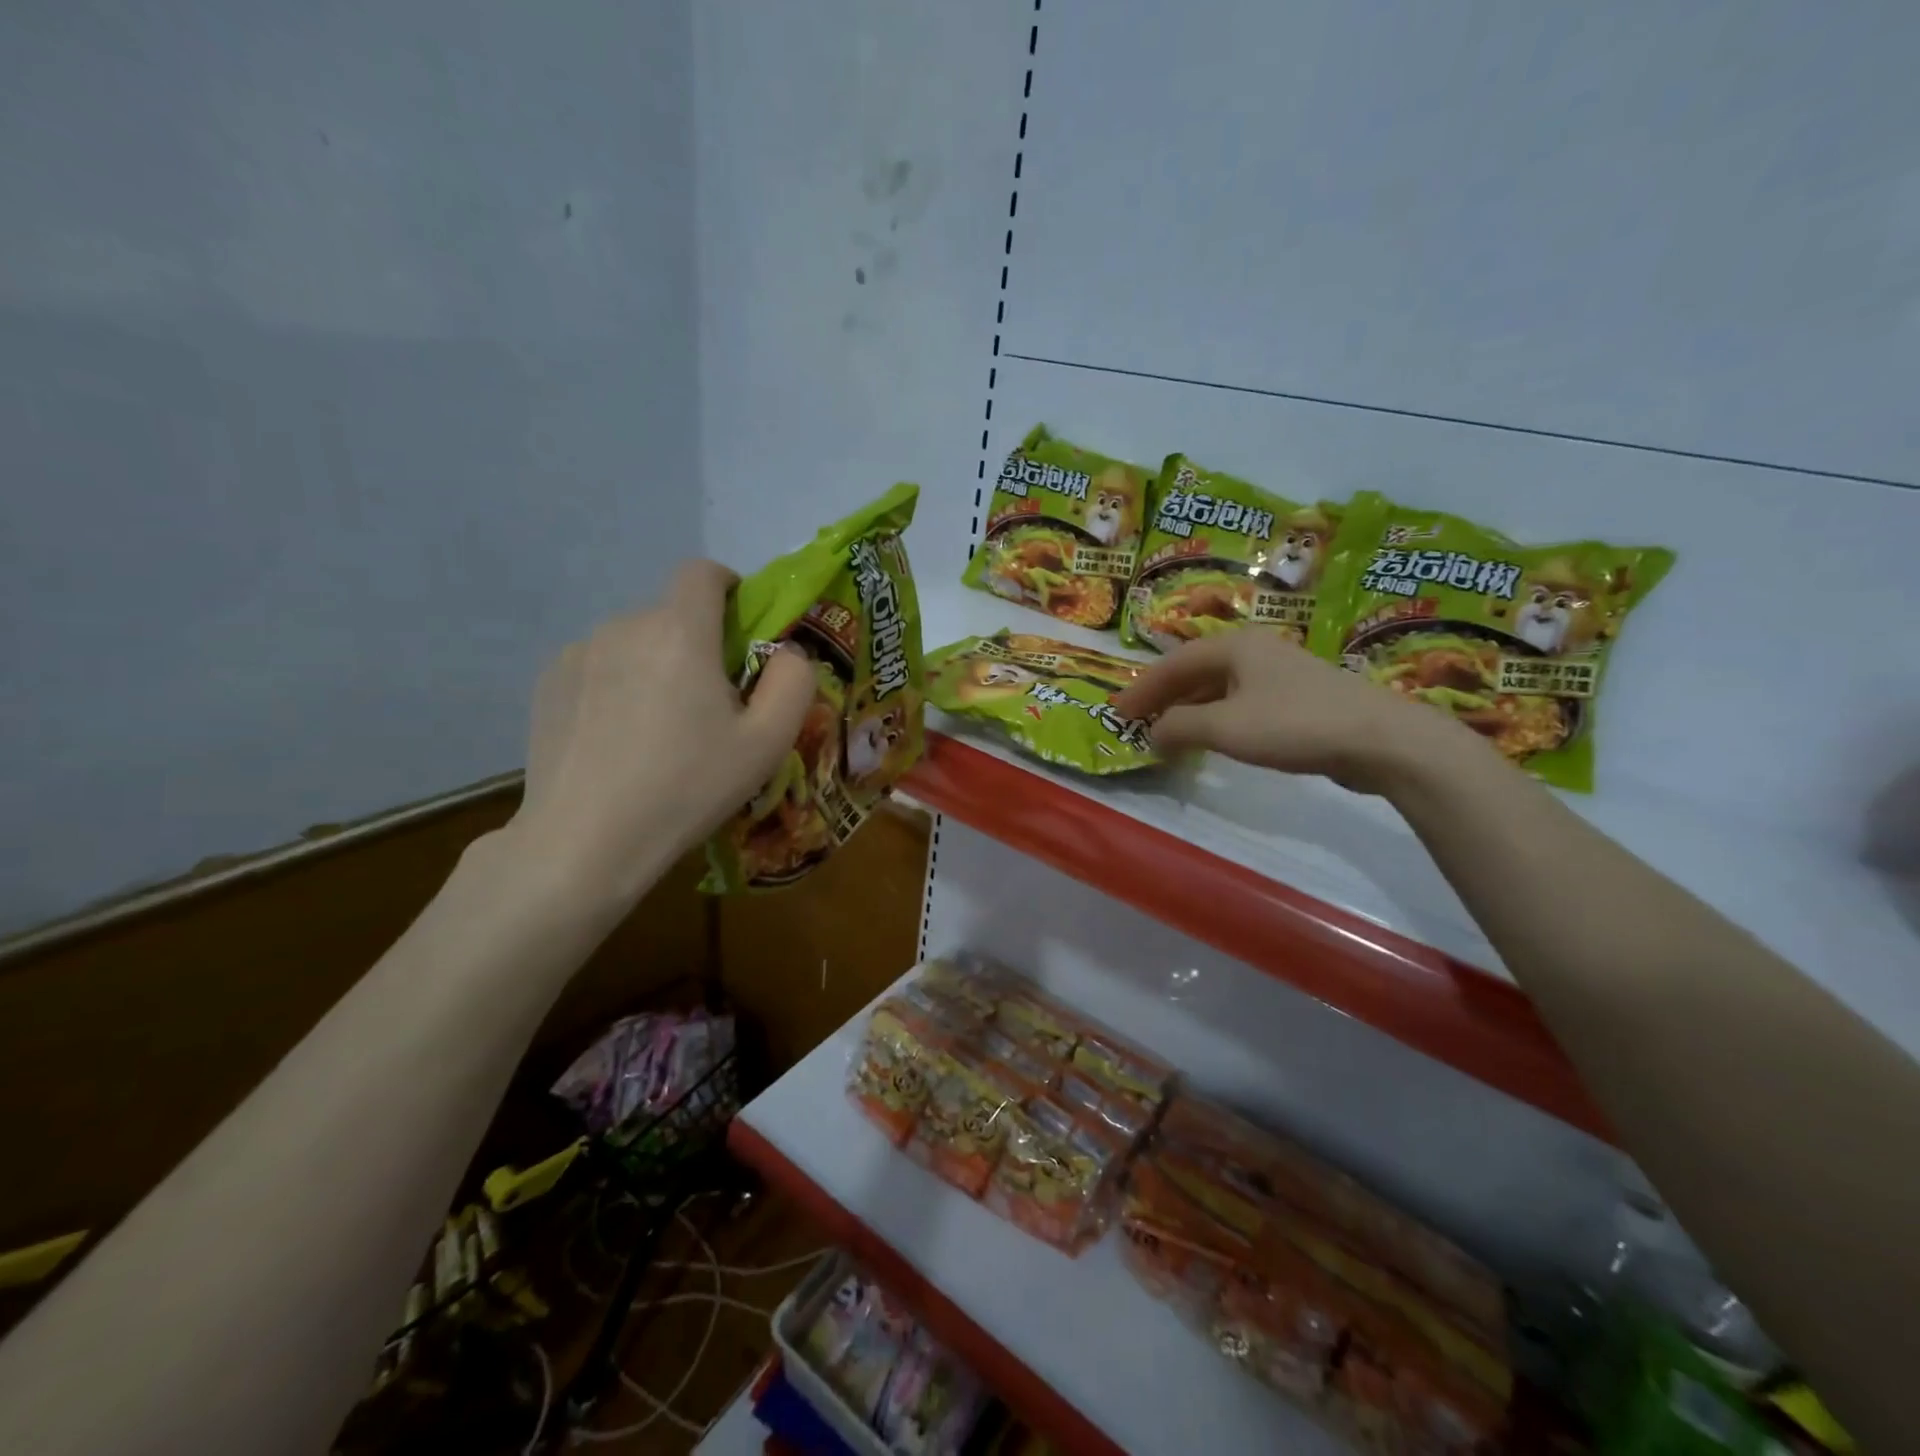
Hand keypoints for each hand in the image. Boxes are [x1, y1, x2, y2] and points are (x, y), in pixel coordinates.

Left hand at [507, 560, 814, 900]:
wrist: (584, 842)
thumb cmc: (687, 788)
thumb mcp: (767, 743)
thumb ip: (794, 682)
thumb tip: (787, 652)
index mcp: (680, 632)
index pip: (702, 573)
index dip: (729, 587)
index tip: (741, 627)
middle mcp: (624, 626)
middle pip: (672, 616)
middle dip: (698, 645)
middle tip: (710, 708)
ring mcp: (578, 654)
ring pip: (635, 643)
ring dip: (657, 667)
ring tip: (659, 732)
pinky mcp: (547, 684)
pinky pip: (599, 666)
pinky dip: (618, 686)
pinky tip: (618, 742)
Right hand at [1111, 630, 1473, 795]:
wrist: (1381, 739)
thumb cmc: (1294, 724)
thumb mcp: (1225, 727)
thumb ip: (1180, 727)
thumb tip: (1153, 733)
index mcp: (1235, 647)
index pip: (1174, 663)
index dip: (1142, 688)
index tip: (1117, 712)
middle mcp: (1255, 651)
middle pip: (1196, 670)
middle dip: (1164, 696)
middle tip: (1137, 720)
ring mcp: (1281, 674)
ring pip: (1220, 687)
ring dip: (1190, 708)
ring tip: (1169, 732)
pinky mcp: (1299, 699)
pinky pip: (1242, 702)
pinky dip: (1217, 717)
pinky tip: (1214, 737)